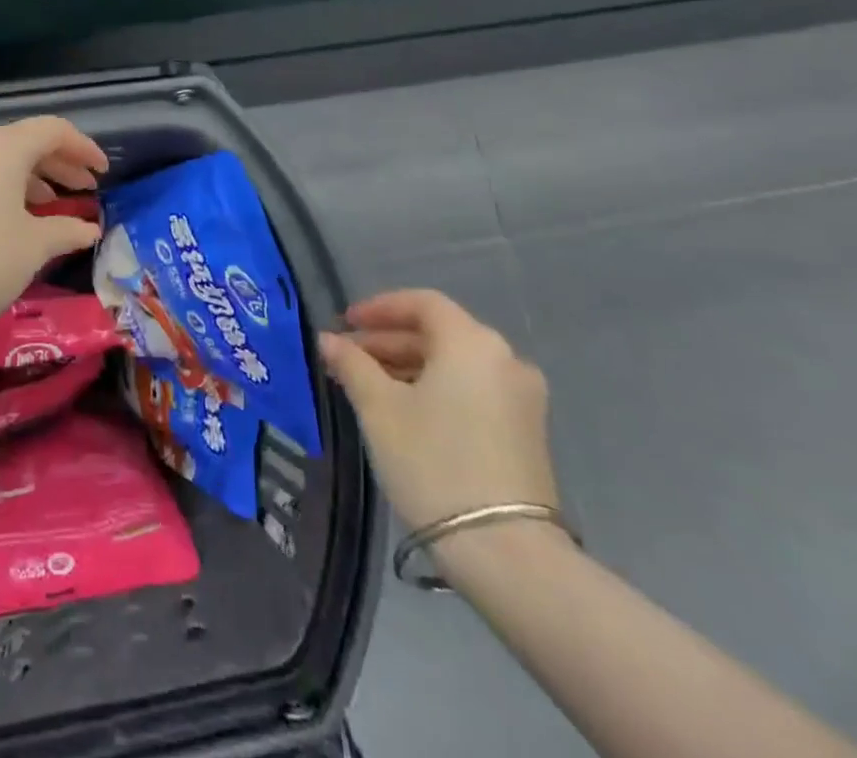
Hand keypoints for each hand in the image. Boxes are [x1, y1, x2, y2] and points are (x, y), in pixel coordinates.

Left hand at [0, 117, 107, 340]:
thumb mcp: (32, 247)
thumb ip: (66, 231)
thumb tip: (90, 228)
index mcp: (3, 147)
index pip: (54, 130)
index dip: (84, 149)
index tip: (103, 173)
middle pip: (26, 143)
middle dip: (61, 165)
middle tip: (86, 191)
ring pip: (0, 162)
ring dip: (33, 180)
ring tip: (54, 209)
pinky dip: (4, 191)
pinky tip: (13, 222)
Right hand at [318, 290, 556, 535]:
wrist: (507, 553)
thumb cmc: (434, 463)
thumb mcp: (380, 408)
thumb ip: (352, 365)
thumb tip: (328, 339)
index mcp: (472, 342)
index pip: (422, 303)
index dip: (379, 308)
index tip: (345, 323)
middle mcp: (505, 359)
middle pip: (439, 333)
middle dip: (389, 341)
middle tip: (348, 358)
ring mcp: (522, 398)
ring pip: (455, 364)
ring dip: (410, 367)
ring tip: (368, 387)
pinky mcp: (527, 432)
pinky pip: (473, 390)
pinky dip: (437, 389)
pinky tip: (405, 412)